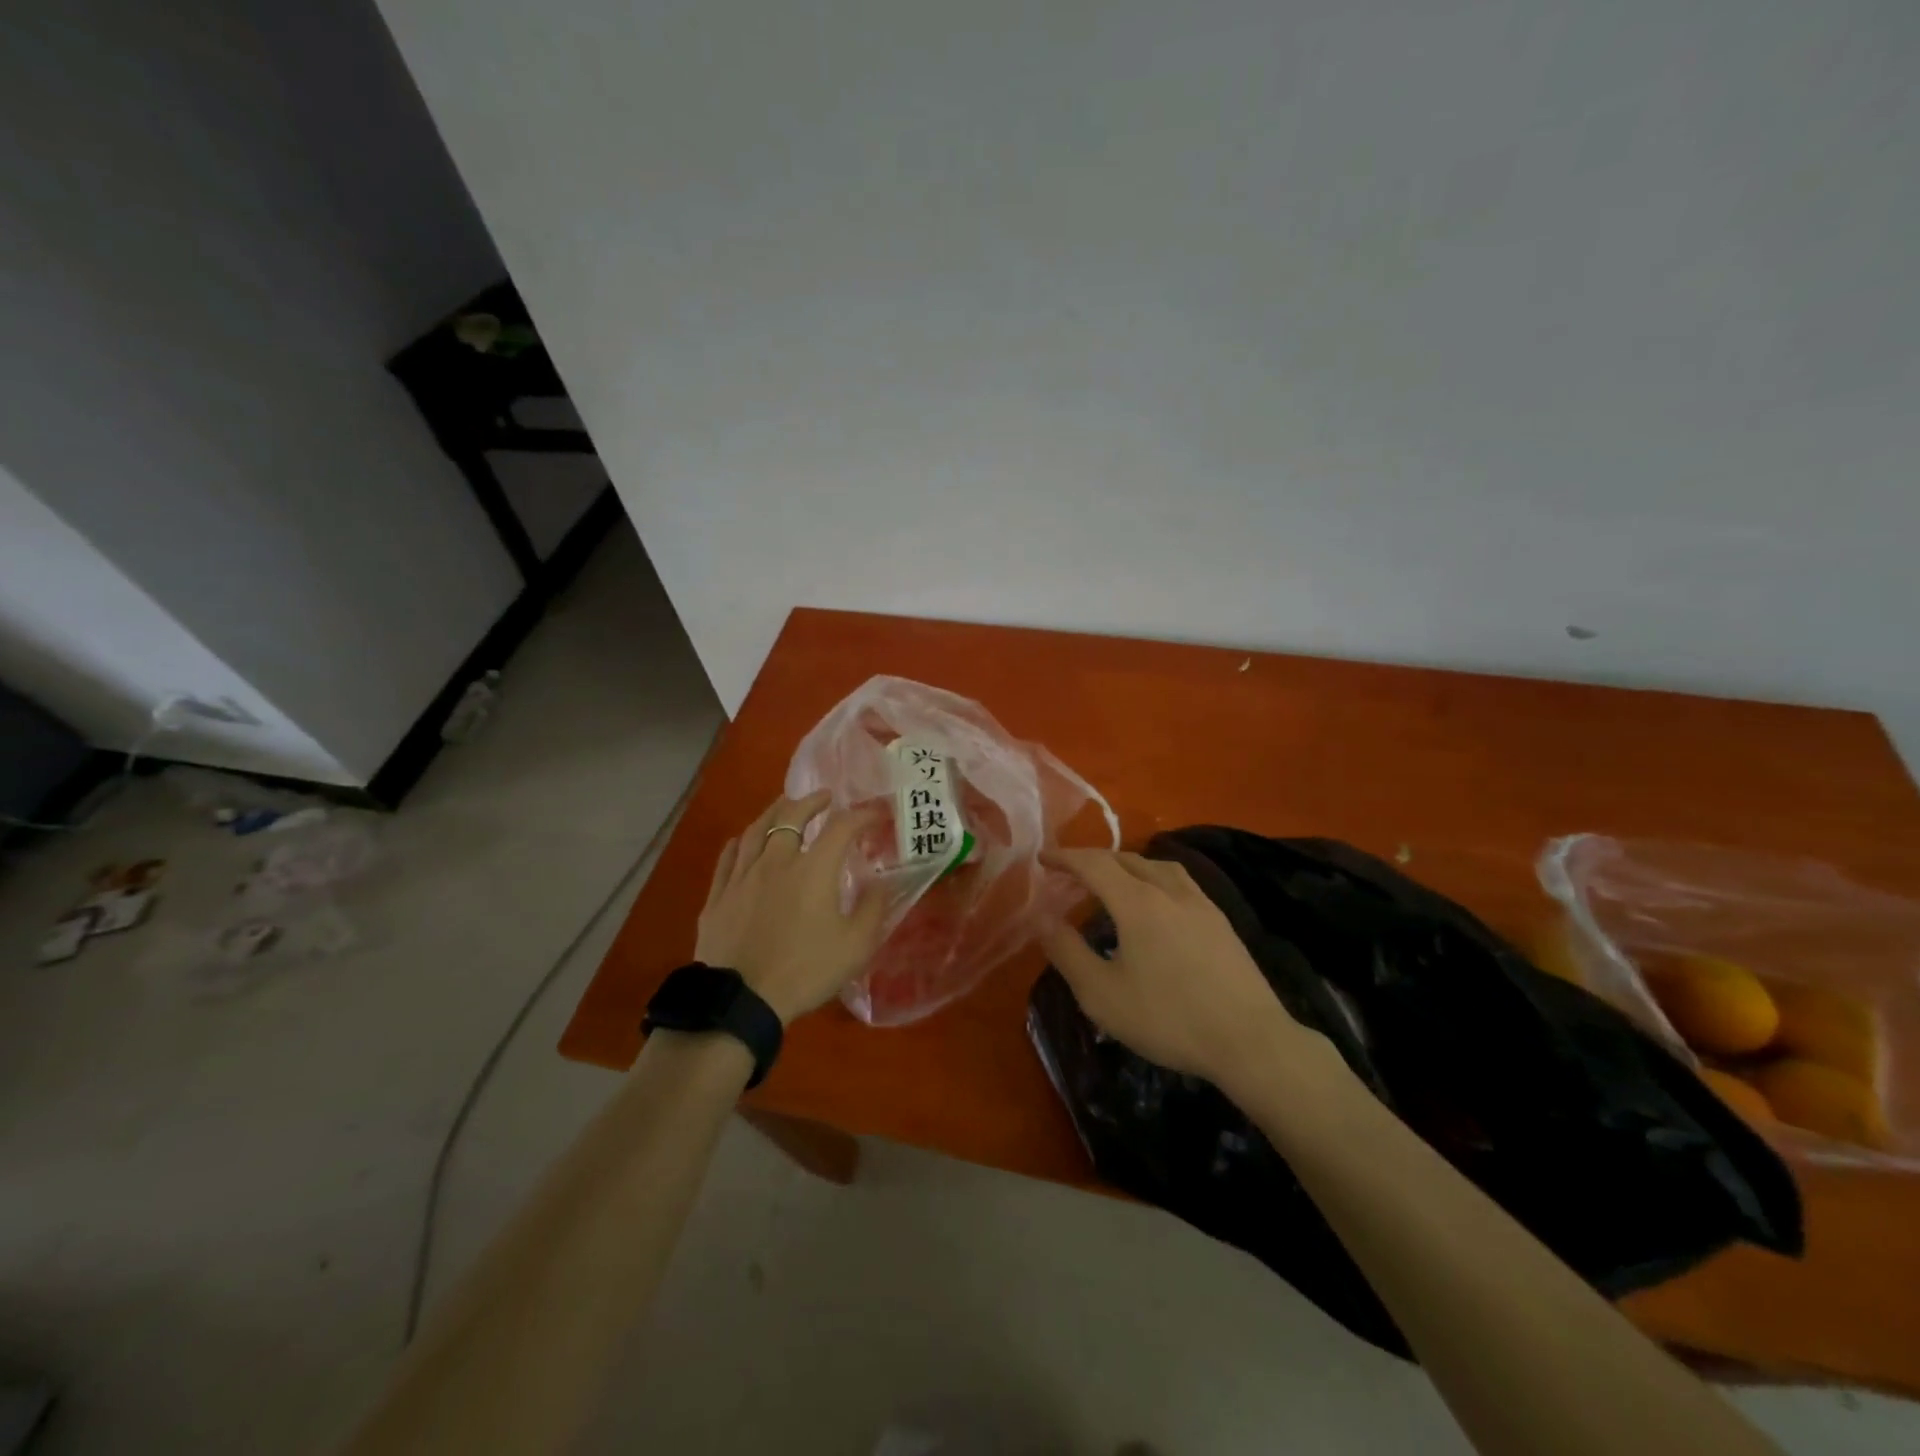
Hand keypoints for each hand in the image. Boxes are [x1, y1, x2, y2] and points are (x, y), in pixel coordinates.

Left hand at [695, 790, 886, 1024]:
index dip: (861, 815)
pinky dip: (741, 842)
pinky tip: (744, 840)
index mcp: (814, 869)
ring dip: (775, 812)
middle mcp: (777, 860)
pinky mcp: (718, 896)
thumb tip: (882, 883)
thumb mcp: (856, 946)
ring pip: (757, 830)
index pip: (842, 827)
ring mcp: (742, 876)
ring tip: (785, 805)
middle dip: (812, 801)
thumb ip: (873, 909)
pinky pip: (728, 857)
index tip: (875, 814)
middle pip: (792, 816)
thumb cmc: (805, 970)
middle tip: (824, 797)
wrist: (741, 1000)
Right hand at [1040, 848, 1324, 1089]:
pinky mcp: (1221, 921)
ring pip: (1157, 866)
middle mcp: (1169, 891)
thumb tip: (1043, 919)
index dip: (1065, 858)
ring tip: (1113, 883)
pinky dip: (1155, 880)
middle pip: (1126, 859)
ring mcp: (1201, 903)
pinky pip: (1179, 882)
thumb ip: (1068, 952)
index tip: (1042, 859)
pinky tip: (1157, 906)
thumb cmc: (1168, 1018)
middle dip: (1093, 861)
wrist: (1250, 1040)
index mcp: (1137, 902)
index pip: (1094, 864)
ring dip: (1127, 866)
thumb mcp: (1102, 994)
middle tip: (1071, 874)